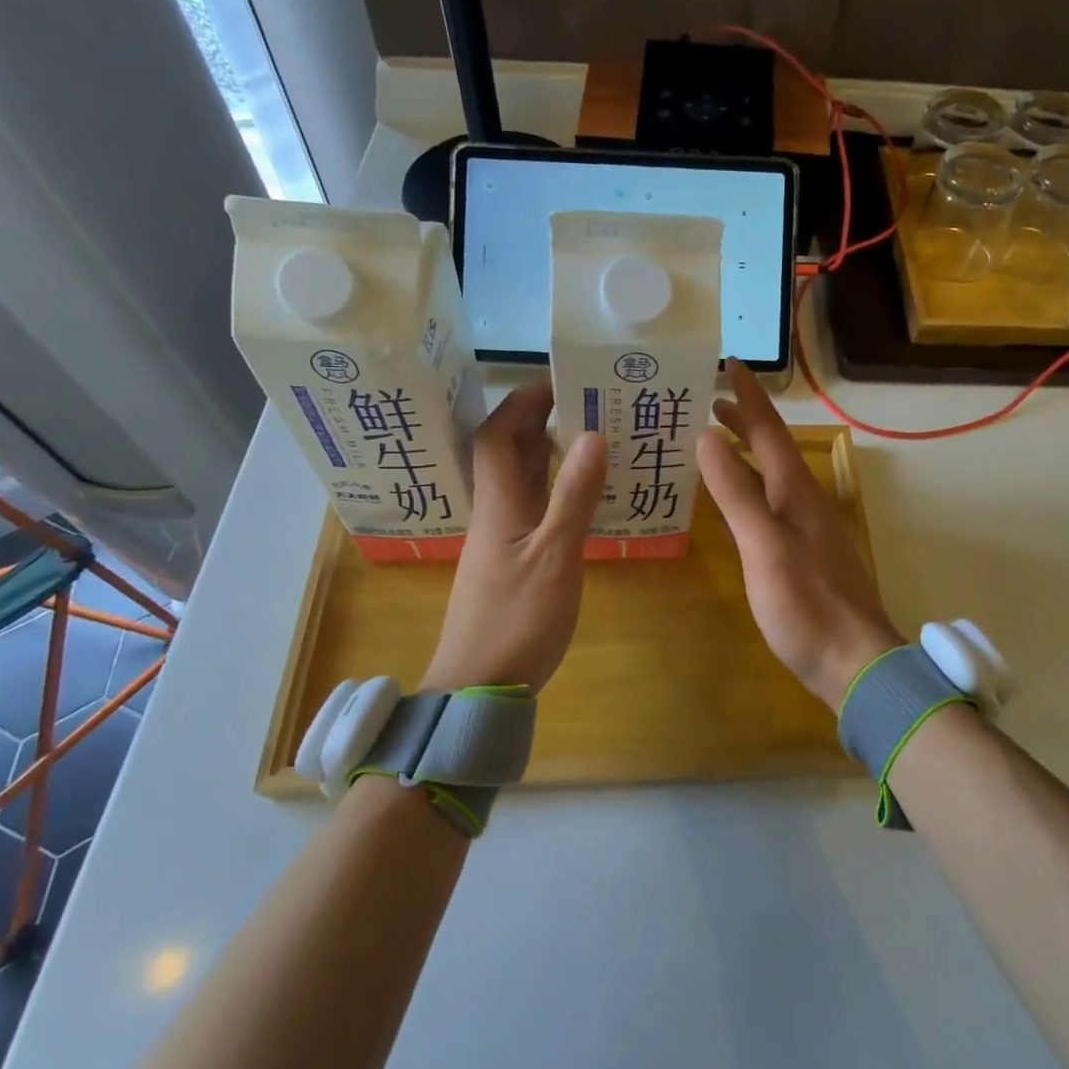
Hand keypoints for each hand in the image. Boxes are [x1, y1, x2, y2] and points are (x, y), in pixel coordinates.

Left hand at [421, 378, 606, 694]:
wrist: (477, 688)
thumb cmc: (517, 622)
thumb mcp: (556, 557)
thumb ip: (574, 496)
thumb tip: (591, 434)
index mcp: (499, 504)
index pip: (500, 434)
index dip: (524, 401)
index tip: (561, 379)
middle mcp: (494, 513)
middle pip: (506, 451)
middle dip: (537, 419)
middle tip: (586, 402)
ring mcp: (499, 540)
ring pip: (518, 480)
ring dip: (545, 452)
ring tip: (590, 437)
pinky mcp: (508, 563)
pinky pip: (529, 507)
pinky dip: (552, 488)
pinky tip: (580, 497)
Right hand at [697, 359, 903, 711]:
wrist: (854, 660)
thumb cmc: (806, 603)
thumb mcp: (764, 546)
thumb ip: (737, 493)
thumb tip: (709, 439)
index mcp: (796, 490)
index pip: (769, 429)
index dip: (748, 396)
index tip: (728, 363)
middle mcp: (804, 499)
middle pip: (772, 448)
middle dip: (743, 420)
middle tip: (707, 400)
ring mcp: (807, 526)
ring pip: (771, 475)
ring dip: (745, 452)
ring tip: (714, 440)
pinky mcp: (804, 551)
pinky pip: (770, 502)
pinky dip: (748, 487)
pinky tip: (734, 500)